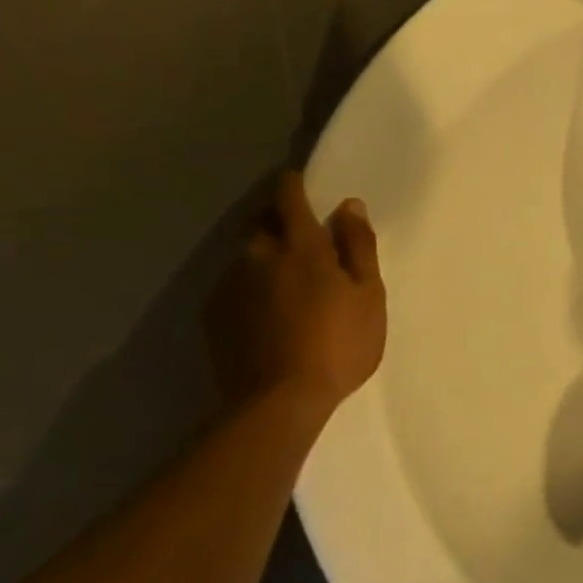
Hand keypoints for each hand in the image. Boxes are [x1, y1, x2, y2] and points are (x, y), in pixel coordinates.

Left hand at [205, 171, 385, 412]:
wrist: (278, 402)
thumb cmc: (338, 344)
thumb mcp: (368, 295)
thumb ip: (358, 246)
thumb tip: (349, 205)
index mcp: (300, 247)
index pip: (288, 198)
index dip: (292, 184)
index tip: (296, 179)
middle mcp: (257, 256)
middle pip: (260, 222)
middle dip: (276, 219)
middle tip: (298, 235)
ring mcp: (230, 286)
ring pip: (245, 255)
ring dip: (262, 256)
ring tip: (282, 281)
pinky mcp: (214, 316)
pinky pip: (232, 286)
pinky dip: (249, 287)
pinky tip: (265, 311)